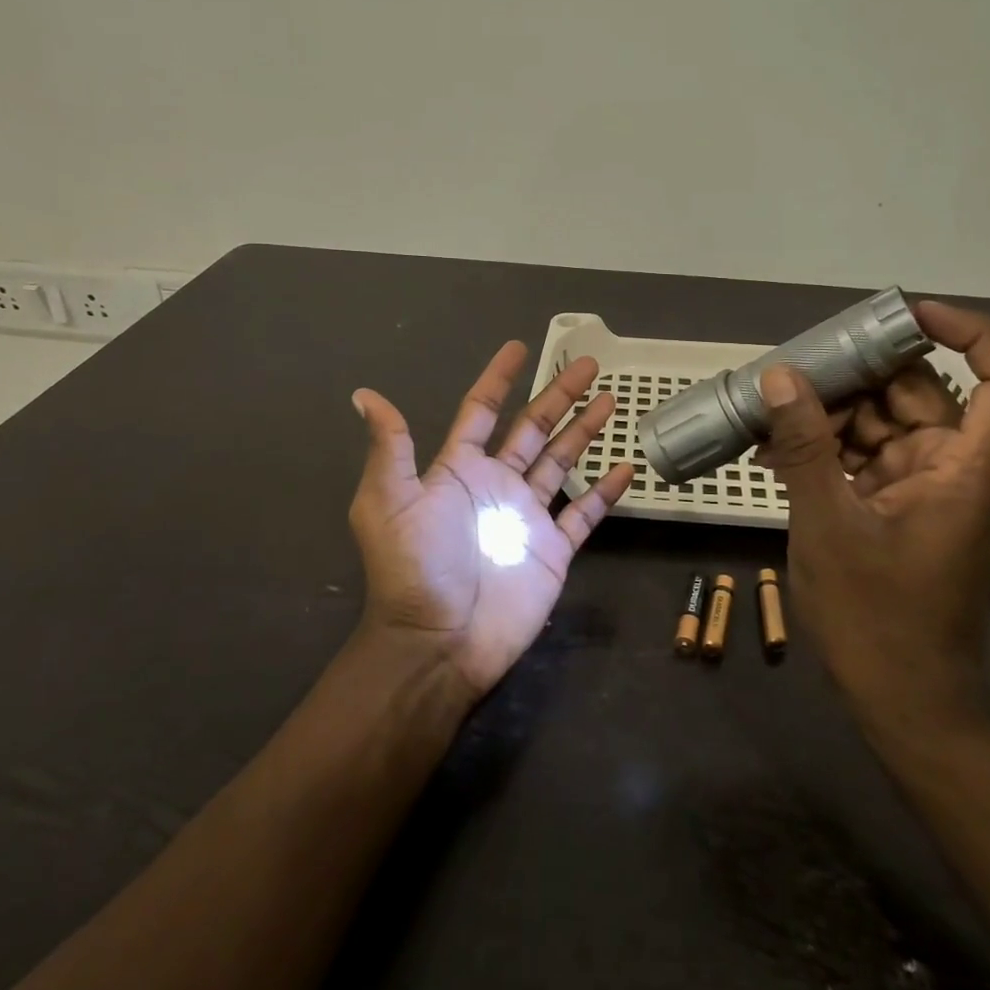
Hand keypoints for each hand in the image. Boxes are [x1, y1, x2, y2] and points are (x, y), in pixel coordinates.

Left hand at [349, 342, 634, 697]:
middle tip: (588, 363)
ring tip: (610, 399)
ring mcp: (528, 516)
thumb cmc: (415, 567)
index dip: (499, 379)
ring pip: (562, 461)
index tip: (519, 347)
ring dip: (585, 430)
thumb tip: (364, 394)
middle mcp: (496, 484)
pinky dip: (604, 491)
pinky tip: (625, 466)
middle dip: (559, 394)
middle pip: (533, 428)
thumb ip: (390, 447)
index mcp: (459, 470)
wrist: (439, 642)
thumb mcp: (389, 501)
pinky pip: (584, 512)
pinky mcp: (553, 548)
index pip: (482, 411)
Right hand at [756, 301, 989, 745]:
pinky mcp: (898, 507)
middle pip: (923, 393)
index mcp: (967, 469)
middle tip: (794, 371)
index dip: (971, 334)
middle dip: (859, 377)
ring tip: (769, 415)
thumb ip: (805, 446)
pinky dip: (828, 448)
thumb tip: (779, 378)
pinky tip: (774, 451)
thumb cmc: (877, 617)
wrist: (902, 701)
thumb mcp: (828, 524)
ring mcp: (926, 489)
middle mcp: (956, 468)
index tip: (907, 315)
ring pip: (885, 423)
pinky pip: (866, 456)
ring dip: (831, 414)